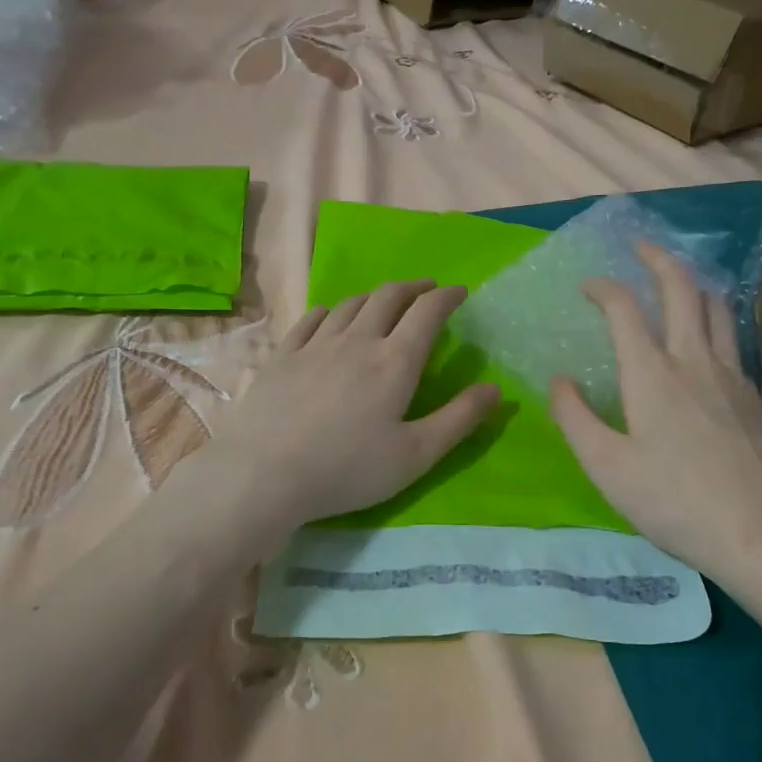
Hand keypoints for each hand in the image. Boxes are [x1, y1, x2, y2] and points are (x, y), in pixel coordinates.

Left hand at [195, 281, 500, 545]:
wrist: (265, 474)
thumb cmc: (348, 469)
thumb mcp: (416, 455)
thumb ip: (459, 419)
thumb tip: (496, 388)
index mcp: (395, 361)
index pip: (427, 313)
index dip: (447, 297)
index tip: (460, 292)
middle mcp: (357, 340)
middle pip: (388, 297)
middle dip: (414, 288)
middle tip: (427, 289)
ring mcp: (315, 345)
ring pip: (350, 304)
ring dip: (375, 295)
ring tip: (385, 299)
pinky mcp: (283, 356)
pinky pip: (311, 319)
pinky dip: (330, 310)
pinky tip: (331, 315)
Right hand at [549, 244, 761, 583]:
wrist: (761, 534)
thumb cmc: (673, 501)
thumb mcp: (606, 466)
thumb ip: (575, 417)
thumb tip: (561, 380)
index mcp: (652, 374)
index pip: (625, 308)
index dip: (604, 287)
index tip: (588, 286)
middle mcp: (695, 360)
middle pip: (682, 289)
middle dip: (658, 259)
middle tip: (639, 247)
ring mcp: (732, 376)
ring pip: (716, 308)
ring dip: (693, 284)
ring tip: (677, 283)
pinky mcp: (755, 397)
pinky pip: (733, 338)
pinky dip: (714, 319)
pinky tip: (707, 341)